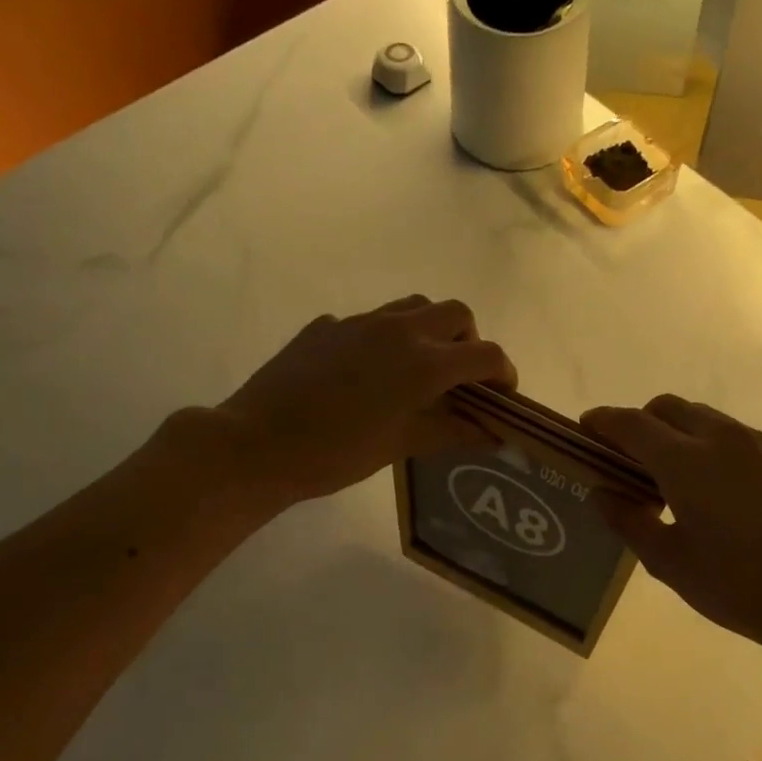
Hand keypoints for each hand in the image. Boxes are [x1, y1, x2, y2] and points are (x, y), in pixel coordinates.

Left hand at [195, 297, 515, 505]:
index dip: (504, 374)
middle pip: (456, 313)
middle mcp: (399, 330)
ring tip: (418, 369)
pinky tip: (365, 375)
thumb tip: (492, 433)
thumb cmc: (337, 453)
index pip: (486, 355)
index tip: (502, 396)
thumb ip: (452, 432)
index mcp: (424, 362)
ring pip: (413, 307)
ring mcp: (359, 323)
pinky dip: (385, 340)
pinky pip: (370, 322)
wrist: (257, 444)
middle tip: (459, 378)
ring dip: (430, 330)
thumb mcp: (402, 445)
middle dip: (469, 341)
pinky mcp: (326, 327)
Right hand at [582, 396, 761, 675]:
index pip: (631, 425)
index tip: (585, 429)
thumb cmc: (738, 585)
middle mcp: (722, 437)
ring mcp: (760, 444)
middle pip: (668, 408)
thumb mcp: (670, 562)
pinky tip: (721, 492)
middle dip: (641, 423)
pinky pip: (737, 437)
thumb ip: (628, 521)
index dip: (602, 422)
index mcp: (686, 461)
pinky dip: (714, 448)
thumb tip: (601, 492)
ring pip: (705, 418)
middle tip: (629, 460)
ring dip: (678, 433)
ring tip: (674, 478)